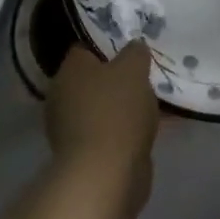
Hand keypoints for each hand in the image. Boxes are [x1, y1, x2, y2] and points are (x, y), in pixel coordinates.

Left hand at [46, 42, 158, 209]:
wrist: (106, 174)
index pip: (86, 47)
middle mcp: (63, 96)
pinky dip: (128, 127)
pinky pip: (111, 130)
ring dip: (126, 103)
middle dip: (120, 76)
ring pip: (104, 105)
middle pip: (95, 78)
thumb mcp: (134, 68)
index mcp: (69, 71)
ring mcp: (71, 128)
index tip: (134, 46)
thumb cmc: (116, 111)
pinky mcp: (86, 153)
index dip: (110, 44)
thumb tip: (134, 47)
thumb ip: (135, 52)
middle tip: (147, 72)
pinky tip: (154, 125)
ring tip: (156, 99)